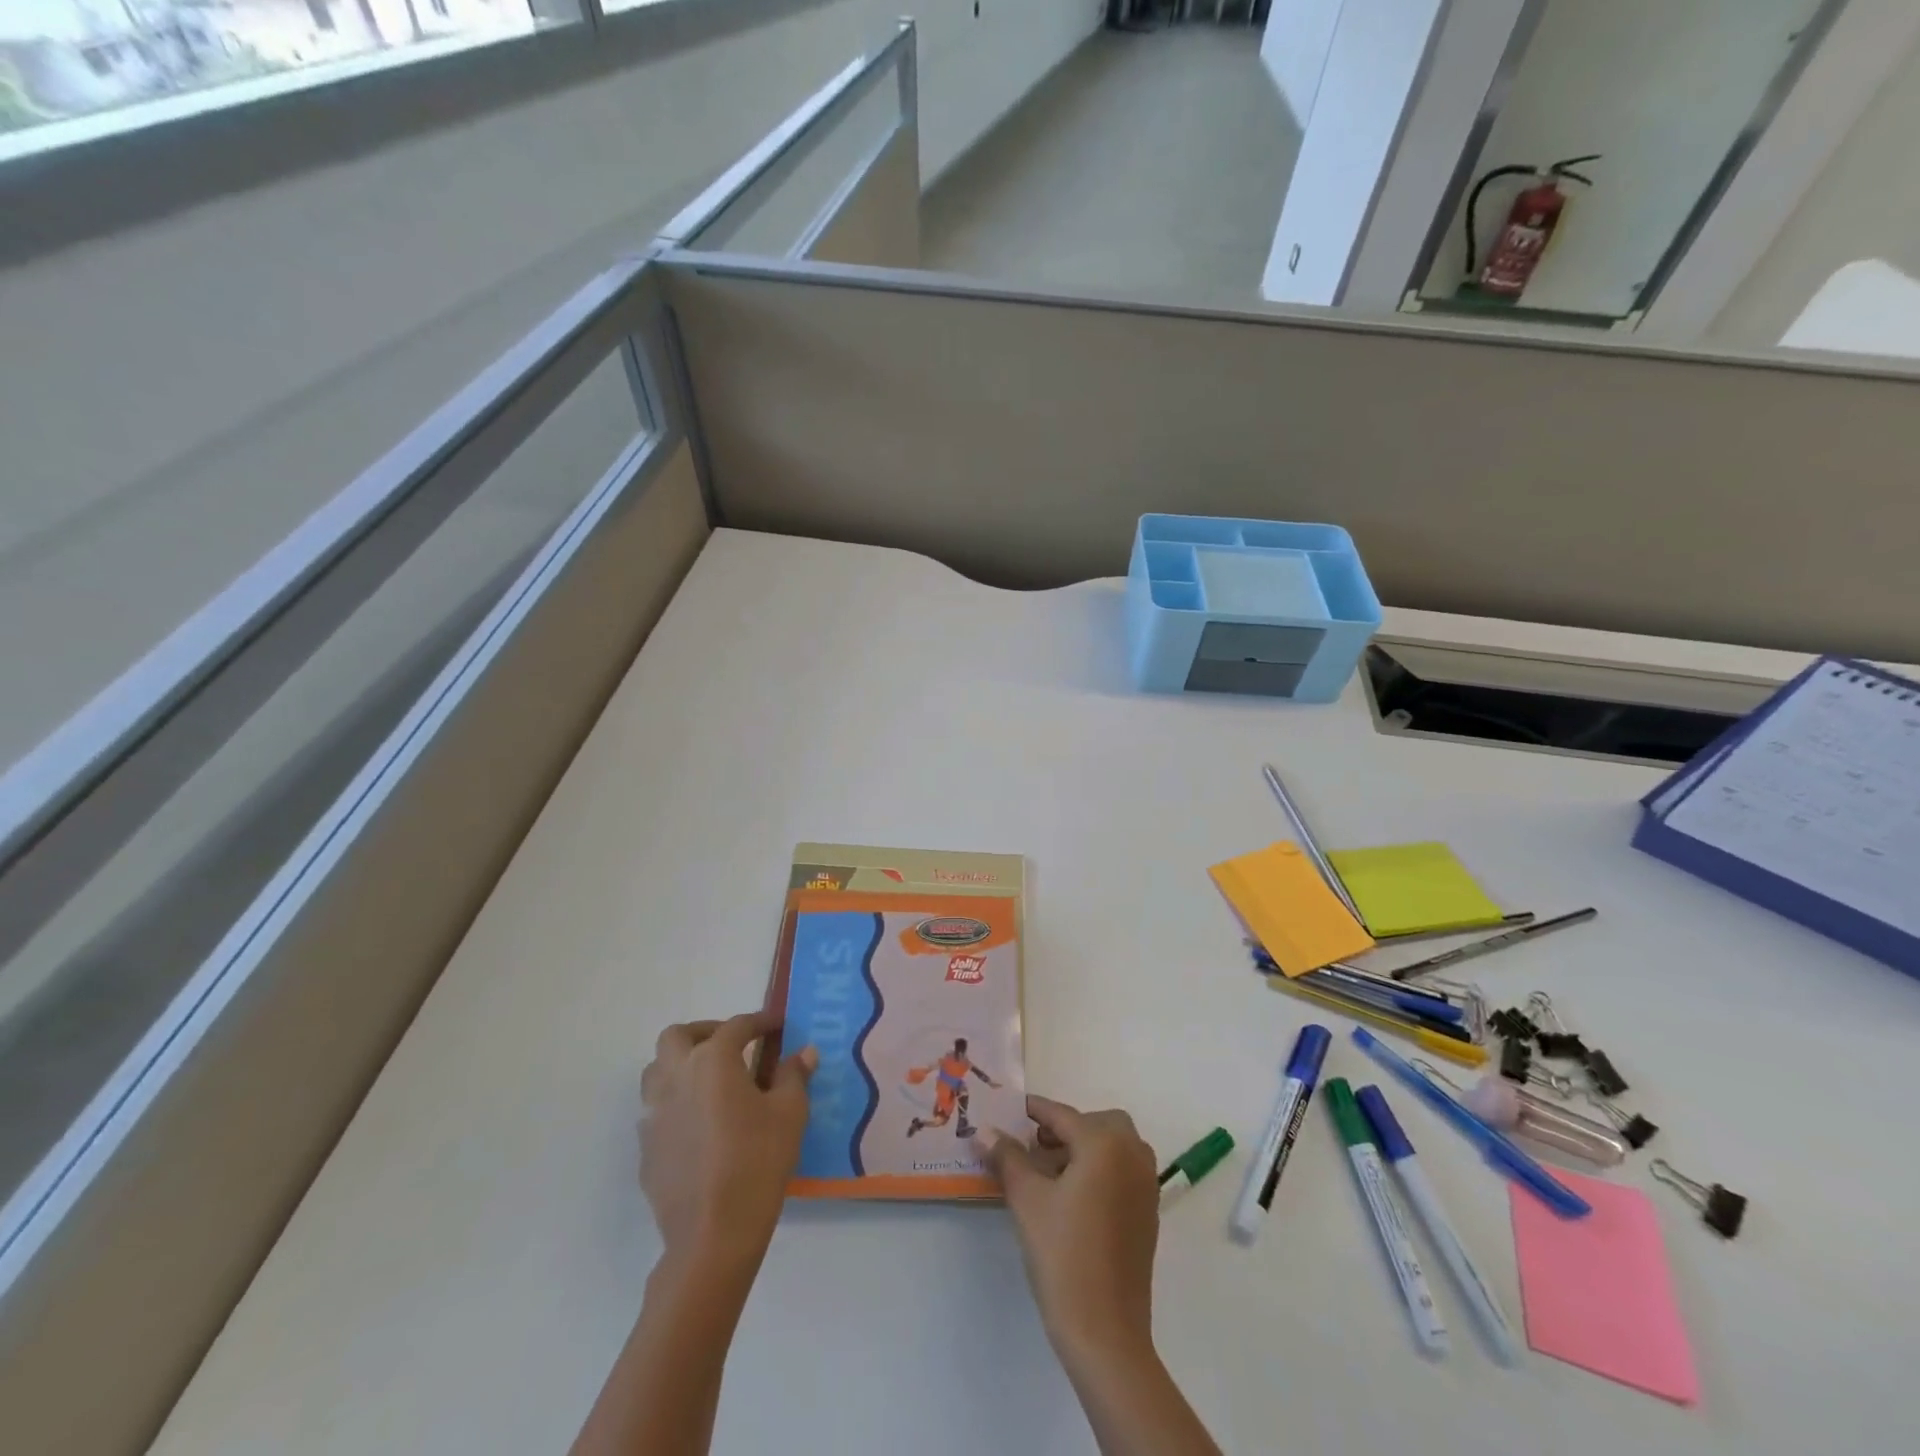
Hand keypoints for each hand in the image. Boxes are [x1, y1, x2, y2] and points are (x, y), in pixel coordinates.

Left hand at [639, 1011, 815, 1273]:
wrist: (712, 1234)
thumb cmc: (757, 1162)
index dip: (760, 1022)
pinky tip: (700, 1124)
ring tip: (711, 1081)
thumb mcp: (790, 1113)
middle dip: (705, 1032)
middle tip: (732, 1046)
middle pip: (678, 1036)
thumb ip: (794, 1075)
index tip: (778, 1026)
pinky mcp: (646, 1146)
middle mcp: (676, 1076)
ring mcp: (654, 1112)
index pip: (737, 1026)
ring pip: (657, 1070)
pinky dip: (676, 1102)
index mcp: (713, 1060)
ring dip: (682, 1064)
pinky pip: (656, 1109)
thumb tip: (803, 1052)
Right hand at [981, 1097, 1160, 1368]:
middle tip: (1035, 1146)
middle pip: (1097, 1123)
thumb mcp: (1026, 1200)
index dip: (1034, 1111)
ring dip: (1084, 1147)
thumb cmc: (1063, 1256)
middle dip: (1066, 1127)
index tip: (1011, 1109)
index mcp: (1105, 1144)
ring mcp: (1145, 1185)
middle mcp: (1132, 1155)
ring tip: (1048, 1173)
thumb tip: (984, 1130)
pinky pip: (1123, 1171)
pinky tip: (1072, 1198)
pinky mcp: (1148, 1213)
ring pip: (1114, 1146)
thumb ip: (1007, 1157)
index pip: (1063, 1115)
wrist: (1106, 1333)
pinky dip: (1100, 1169)